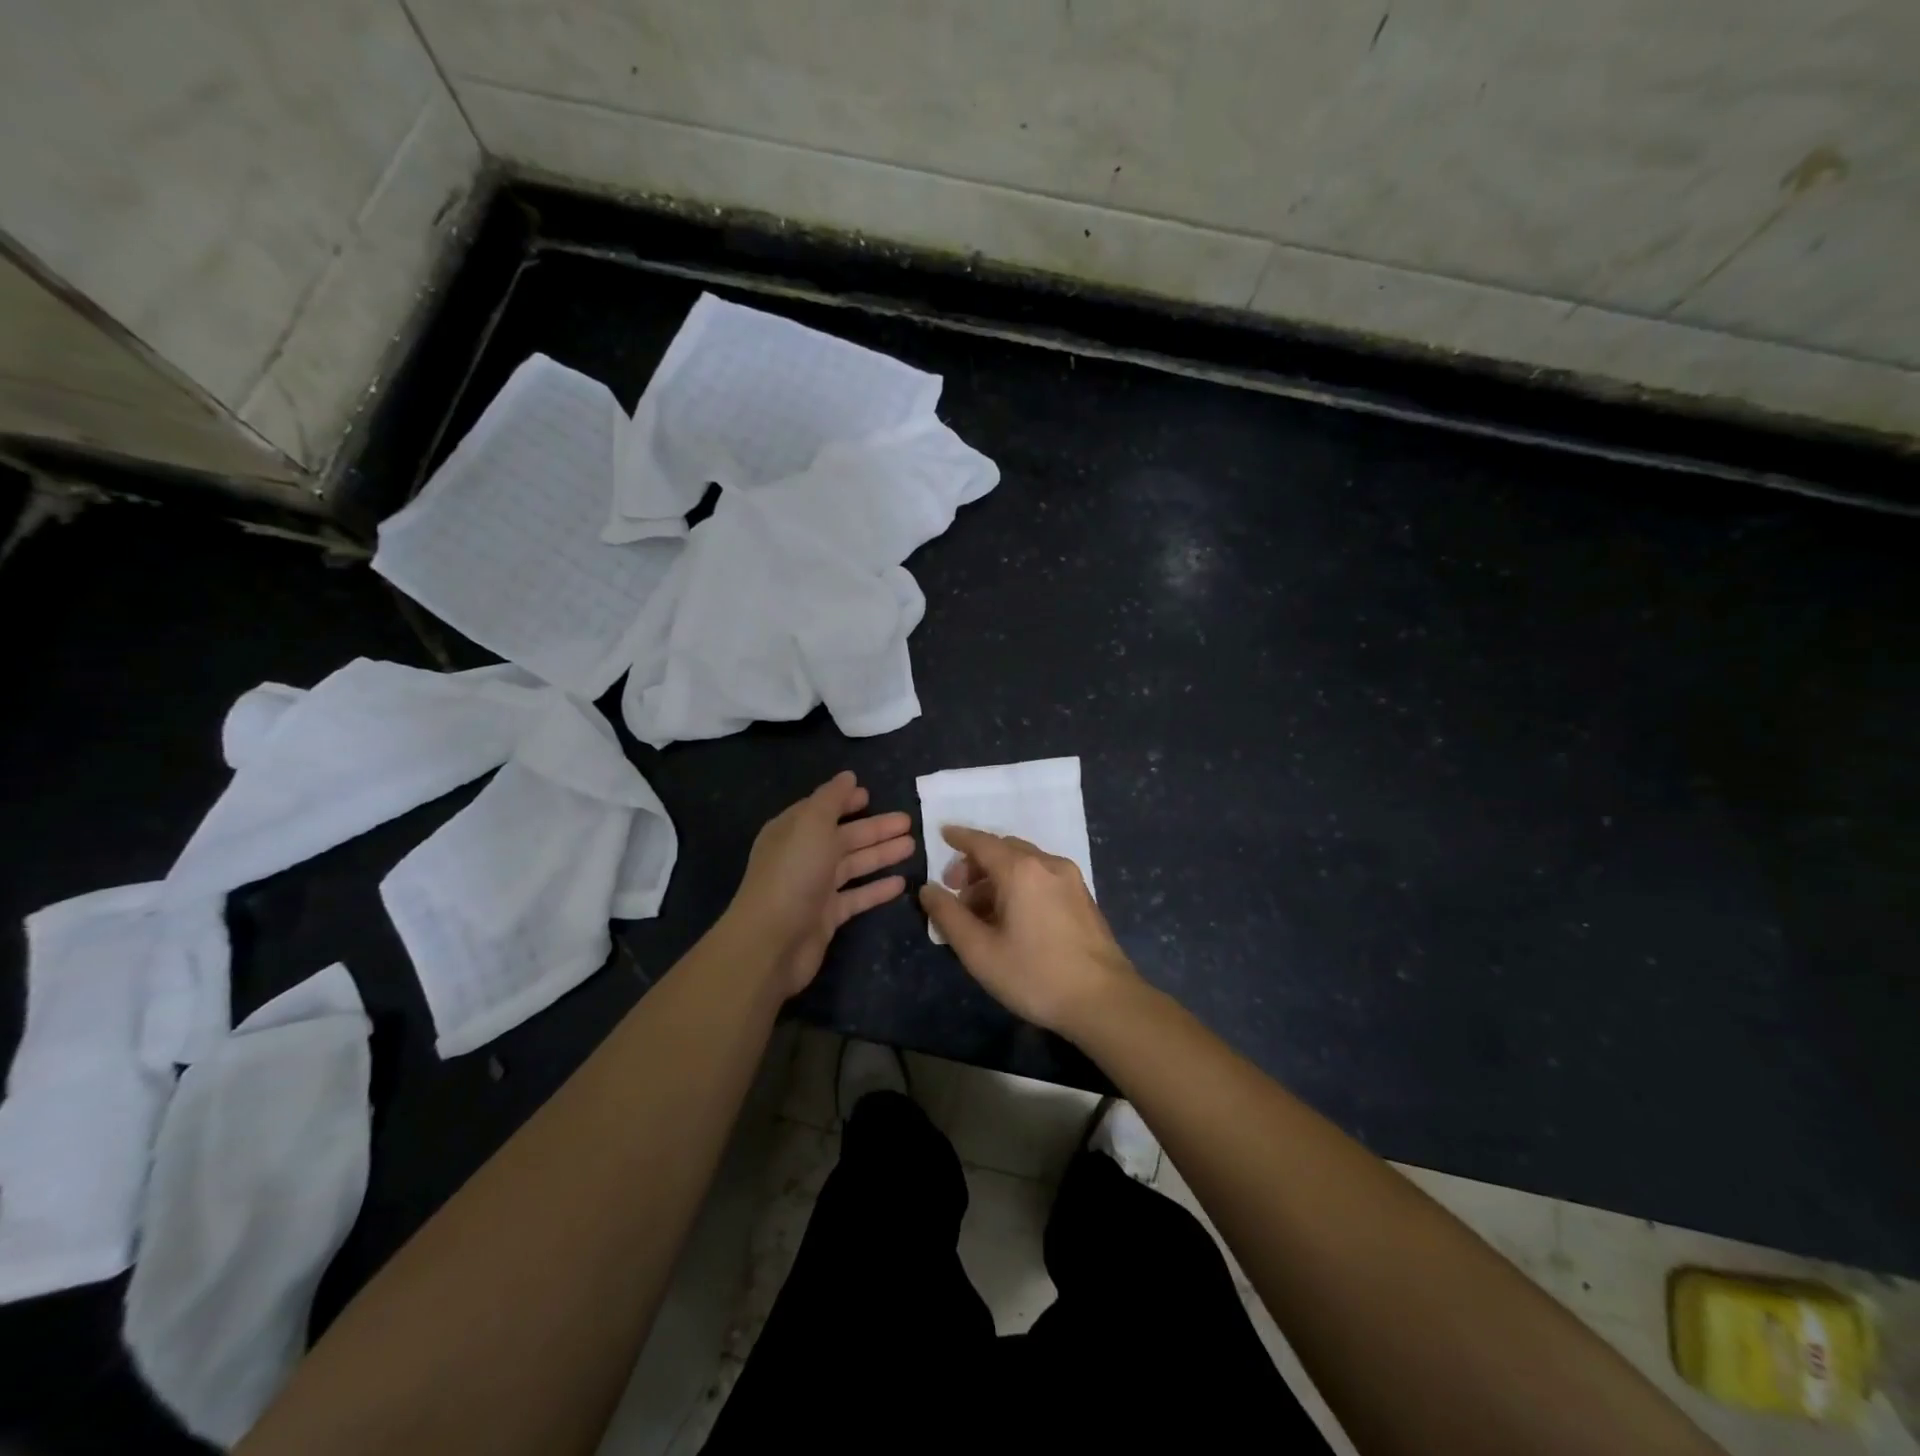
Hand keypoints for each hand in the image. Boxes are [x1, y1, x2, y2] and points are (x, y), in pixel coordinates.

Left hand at [727, 771, 914, 996]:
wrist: (772, 941)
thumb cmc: (793, 873)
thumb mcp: (812, 824)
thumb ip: (831, 799)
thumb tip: (848, 776)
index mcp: (793, 831)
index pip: (822, 809)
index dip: (845, 801)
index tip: (870, 794)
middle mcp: (803, 856)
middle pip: (844, 837)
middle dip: (874, 828)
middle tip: (908, 821)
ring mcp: (815, 887)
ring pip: (854, 865)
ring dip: (881, 854)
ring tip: (912, 846)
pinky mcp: (827, 916)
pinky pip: (857, 897)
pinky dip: (877, 889)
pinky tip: (901, 883)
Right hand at [918, 826, 1141, 1038]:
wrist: (1104, 1000)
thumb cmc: (1035, 975)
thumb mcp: (980, 951)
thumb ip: (949, 916)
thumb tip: (928, 889)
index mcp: (1021, 870)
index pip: (982, 842)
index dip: (959, 838)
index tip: (942, 835)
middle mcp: (1048, 864)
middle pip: (1004, 850)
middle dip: (977, 863)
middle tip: (956, 890)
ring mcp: (1071, 879)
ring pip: (1025, 863)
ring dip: (998, 876)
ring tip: (980, 911)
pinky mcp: (1083, 897)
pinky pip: (1042, 877)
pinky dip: (1020, 884)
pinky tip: (1011, 917)